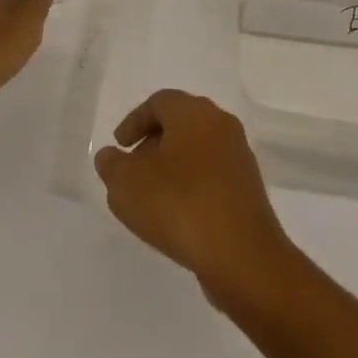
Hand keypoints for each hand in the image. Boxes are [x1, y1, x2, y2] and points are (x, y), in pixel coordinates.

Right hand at [94, 90, 298, 309]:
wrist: (242, 255)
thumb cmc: (180, 206)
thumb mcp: (128, 186)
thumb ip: (112, 166)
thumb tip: (110, 156)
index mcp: (194, 112)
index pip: (160, 102)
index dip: (134, 121)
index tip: (119, 147)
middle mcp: (220, 124)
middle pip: (180, 122)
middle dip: (153, 142)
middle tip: (133, 169)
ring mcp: (238, 155)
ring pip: (197, 148)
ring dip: (172, 165)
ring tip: (151, 196)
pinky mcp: (247, 186)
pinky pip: (212, 173)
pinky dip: (191, 184)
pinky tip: (177, 214)